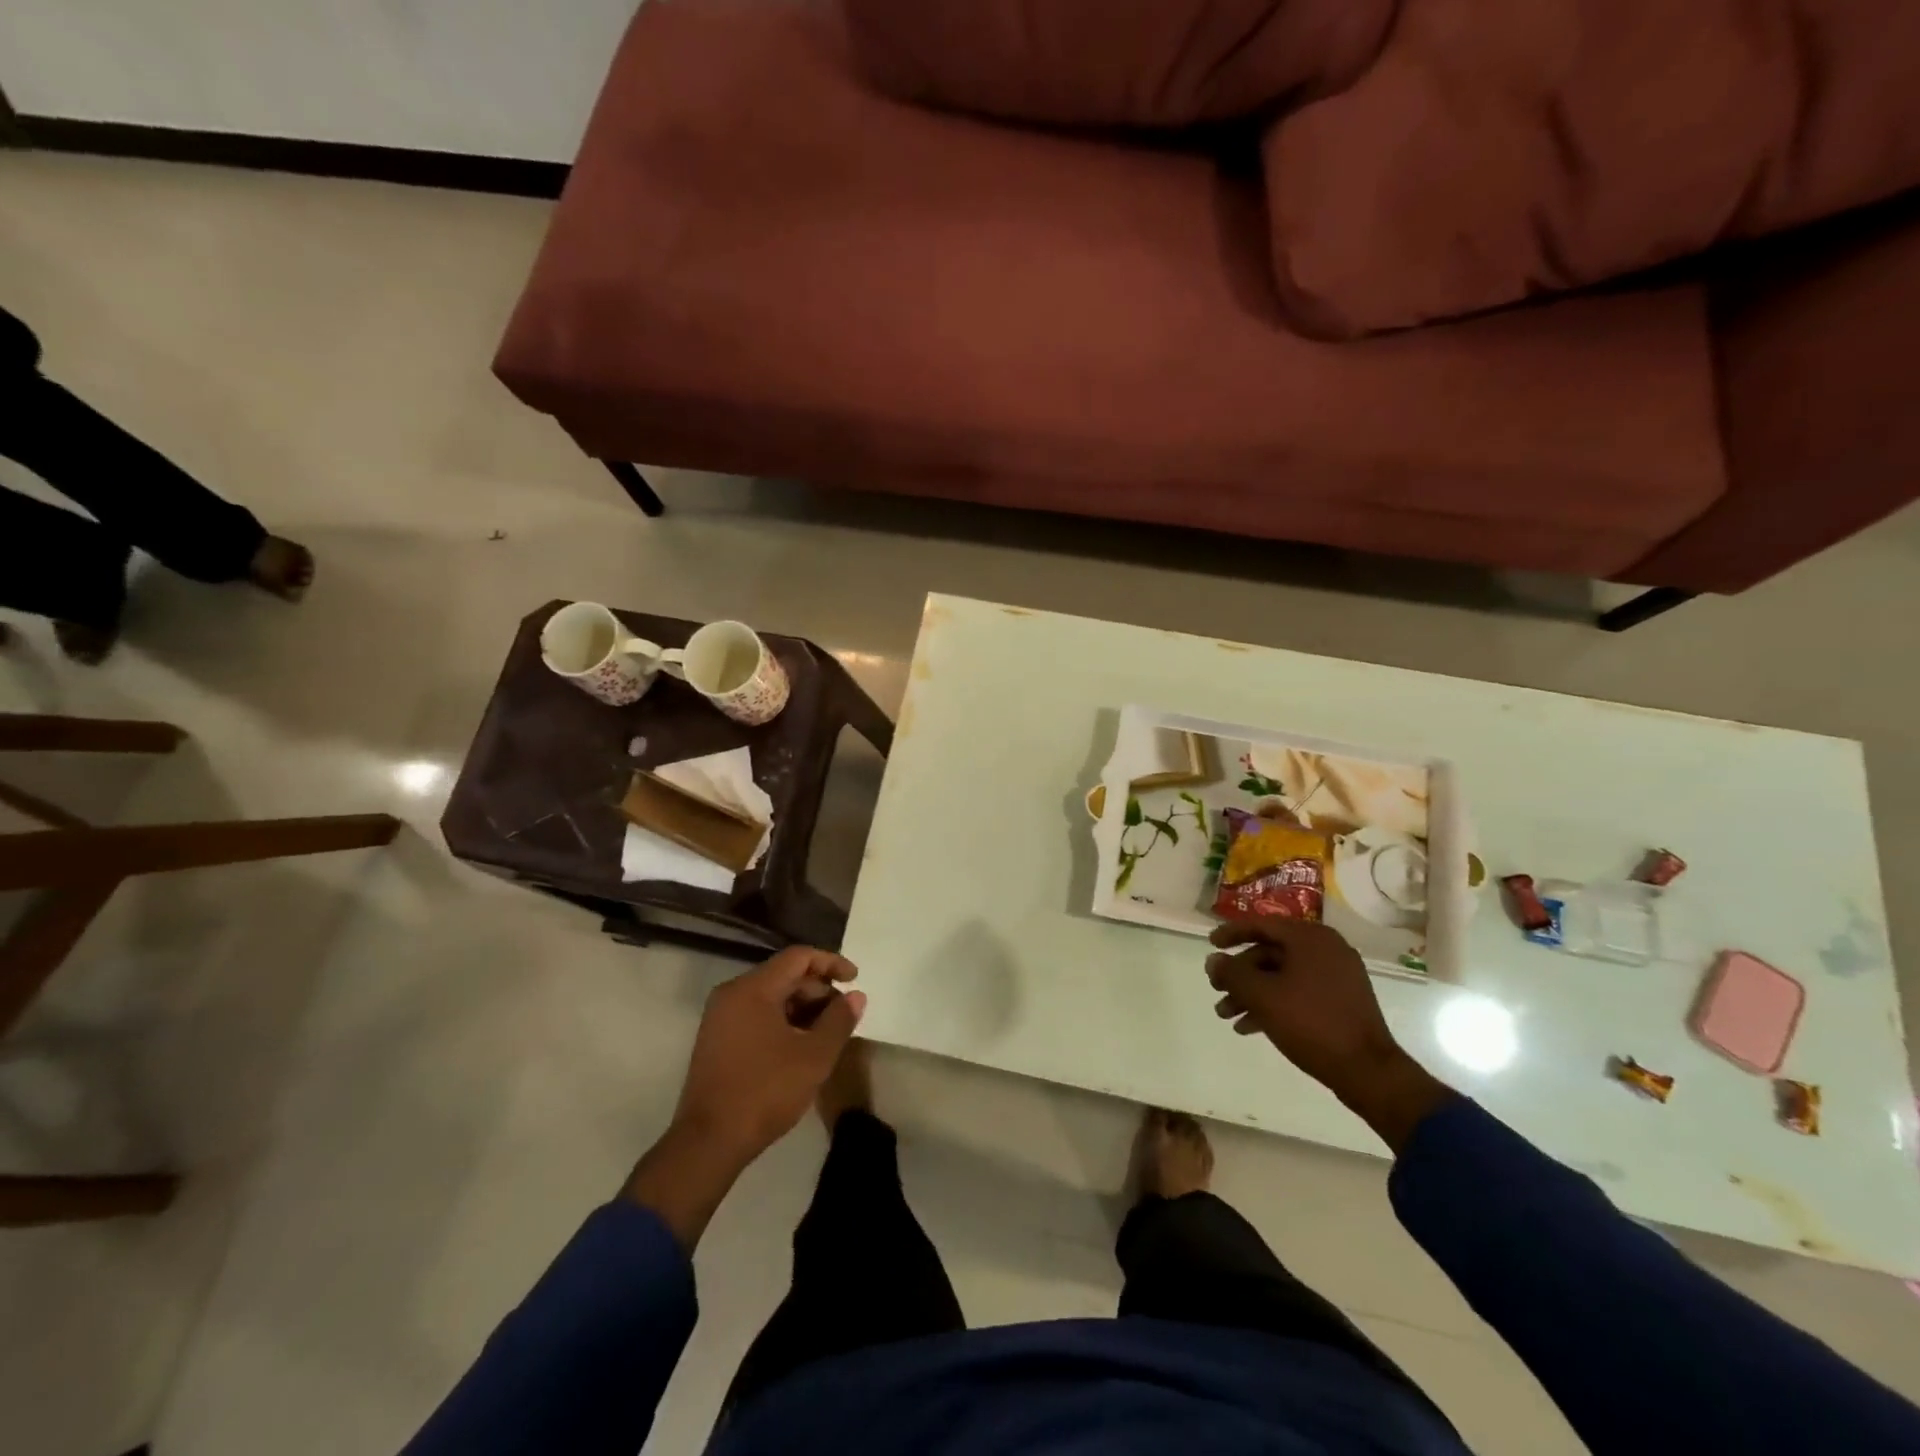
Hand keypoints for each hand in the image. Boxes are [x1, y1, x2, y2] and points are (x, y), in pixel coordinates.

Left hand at [626, 947, 864, 1249]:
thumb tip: (856, 996)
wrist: (708, 1143)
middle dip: (818, 990)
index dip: (831, 963)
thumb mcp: (814, 1057)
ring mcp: (720, 1018)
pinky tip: (800, 1046)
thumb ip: (839, 1020)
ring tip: (827, 1033)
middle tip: (843, 1014)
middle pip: (784, 975)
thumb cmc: (765, 1092)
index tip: (855, 980)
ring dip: (802, 1008)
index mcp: (752, 989)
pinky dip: (782, 1022)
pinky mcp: (716, 1040)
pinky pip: (756, 1015)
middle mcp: (732, 994)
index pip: (798, 957)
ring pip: (770, 997)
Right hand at [1207, 918, 1451, 1149]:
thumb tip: (1213, 960)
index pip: (1262, 924)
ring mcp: (1336, 976)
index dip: (1231, 933)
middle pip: (1269, 953)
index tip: (1210, 944)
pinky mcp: (1341, 1000)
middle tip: (1216, 990)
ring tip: (1226, 1015)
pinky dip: (1273, 1004)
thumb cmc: (1311, 1023)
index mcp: (1310, 938)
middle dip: (1239, 974)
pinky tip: (1249, 1027)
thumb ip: (1232, 974)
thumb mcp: (1262, 996)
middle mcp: (1326, 949)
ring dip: (1251, 993)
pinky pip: (1298, 992)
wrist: (1368, 1071)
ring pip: (1281, 976)